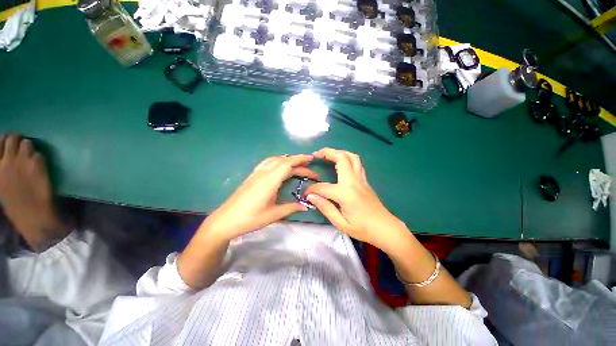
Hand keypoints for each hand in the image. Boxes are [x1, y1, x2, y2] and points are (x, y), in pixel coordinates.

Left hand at [202, 154, 317, 241]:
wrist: (225, 220)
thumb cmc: (250, 218)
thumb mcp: (273, 215)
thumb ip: (291, 208)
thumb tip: (306, 207)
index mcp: (269, 181)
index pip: (287, 164)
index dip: (300, 160)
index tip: (311, 159)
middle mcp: (263, 173)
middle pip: (283, 160)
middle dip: (298, 160)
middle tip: (310, 166)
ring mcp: (256, 173)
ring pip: (275, 160)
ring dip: (287, 159)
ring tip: (298, 164)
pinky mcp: (252, 176)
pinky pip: (268, 163)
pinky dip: (278, 161)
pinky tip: (281, 167)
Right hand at [304, 148, 406, 250]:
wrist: (385, 228)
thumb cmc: (363, 229)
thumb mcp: (341, 223)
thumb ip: (325, 208)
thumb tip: (311, 197)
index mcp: (345, 193)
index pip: (323, 187)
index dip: (311, 189)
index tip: (305, 194)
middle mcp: (353, 181)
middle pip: (341, 158)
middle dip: (327, 153)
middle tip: (316, 154)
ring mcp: (361, 179)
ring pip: (351, 157)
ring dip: (338, 152)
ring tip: (328, 154)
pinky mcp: (365, 180)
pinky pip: (356, 162)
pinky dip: (346, 157)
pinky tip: (340, 162)